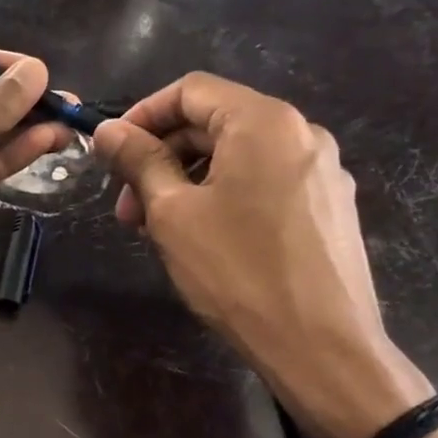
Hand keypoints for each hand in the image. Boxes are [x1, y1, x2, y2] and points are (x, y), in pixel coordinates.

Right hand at [92, 73, 431, 437]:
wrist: (321, 347)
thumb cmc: (237, 272)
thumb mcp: (173, 213)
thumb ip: (139, 161)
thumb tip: (108, 130)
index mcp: (264, 121)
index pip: (191, 90)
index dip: (142, 115)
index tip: (112, 153)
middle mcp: (301, 133)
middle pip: (216, 123)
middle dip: (162, 157)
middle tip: (127, 207)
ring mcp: (322, 172)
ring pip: (239, 158)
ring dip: (189, 181)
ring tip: (159, 229)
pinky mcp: (329, 208)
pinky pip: (265, 183)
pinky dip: (225, 197)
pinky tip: (204, 238)